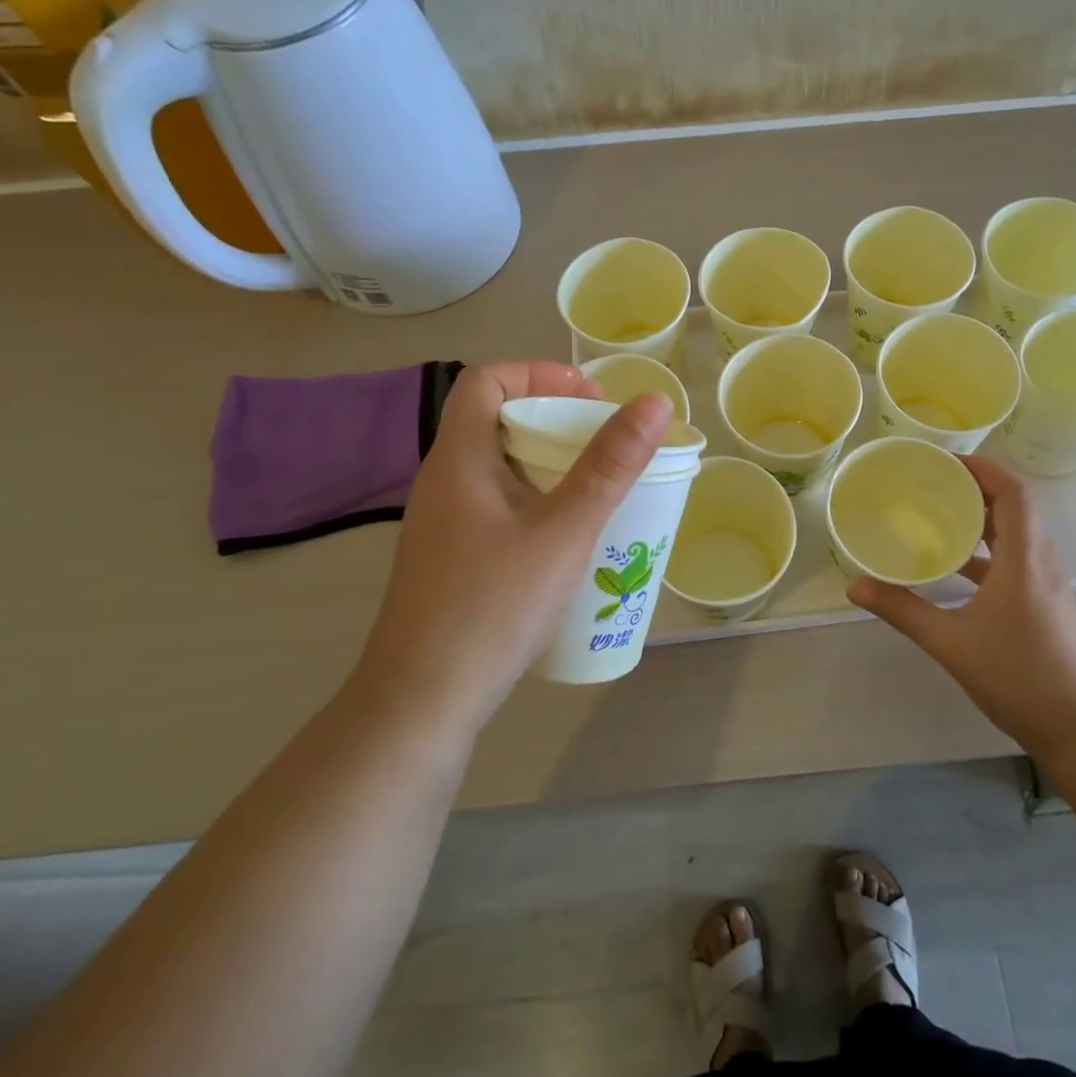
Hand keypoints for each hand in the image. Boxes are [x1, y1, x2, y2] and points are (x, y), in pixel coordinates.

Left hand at [356, 362, 671, 742]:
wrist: (421, 702)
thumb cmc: (492, 607)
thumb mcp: (563, 531)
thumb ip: (609, 467)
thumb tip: (654, 404)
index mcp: (459, 459)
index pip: (486, 380)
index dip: (538, 373)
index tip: (590, 398)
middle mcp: (445, 481)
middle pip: (497, 420)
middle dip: (557, 419)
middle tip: (608, 442)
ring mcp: (445, 524)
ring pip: (501, 468)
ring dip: (551, 463)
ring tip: (601, 486)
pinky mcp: (454, 559)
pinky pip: (500, 506)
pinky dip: (538, 501)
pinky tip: (571, 538)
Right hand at [847, 455, 1075, 757]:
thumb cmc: (1018, 676)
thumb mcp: (951, 642)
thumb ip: (902, 610)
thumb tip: (854, 586)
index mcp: (1024, 558)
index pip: (1013, 492)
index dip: (983, 468)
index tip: (946, 461)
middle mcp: (1042, 561)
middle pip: (1015, 507)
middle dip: (976, 489)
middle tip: (932, 484)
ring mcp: (1048, 584)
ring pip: (1017, 534)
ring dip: (982, 520)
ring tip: (939, 516)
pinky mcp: (1047, 603)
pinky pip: (1017, 559)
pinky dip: (988, 551)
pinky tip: (956, 568)